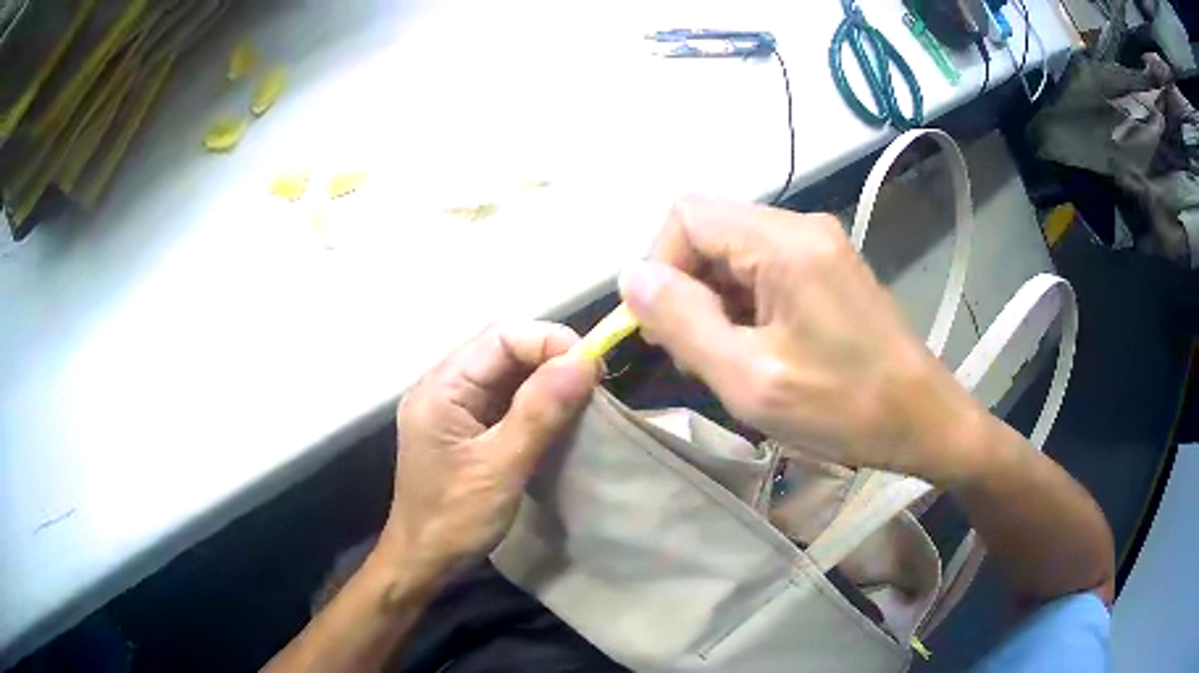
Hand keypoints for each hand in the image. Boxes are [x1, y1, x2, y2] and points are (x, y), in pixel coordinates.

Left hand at [379, 322, 598, 580]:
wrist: (424, 560)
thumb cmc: (455, 519)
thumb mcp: (500, 467)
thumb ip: (539, 411)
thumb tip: (584, 360)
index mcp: (441, 388)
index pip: (500, 337)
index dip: (548, 341)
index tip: (592, 367)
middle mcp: (443, 385)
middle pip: (502, 347)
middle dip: (550, 356)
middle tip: (593, 382)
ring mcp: (453, 405)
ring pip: (506, 370)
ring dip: (546, 377)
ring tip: (583, 395)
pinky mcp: (465, 425)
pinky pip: (504, 396)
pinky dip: (536, 399)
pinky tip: (559, 413)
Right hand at [619, 196, 985, 483]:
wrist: (924, 420)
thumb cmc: (845, 408)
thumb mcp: (751, 379)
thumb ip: (684, 323)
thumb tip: (632, 277)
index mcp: (784, 243)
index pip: (687, 217)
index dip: (660, 267)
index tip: (667, 331)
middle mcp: (800, 227)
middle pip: (710, 232)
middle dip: (687, 290)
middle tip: (698, 357)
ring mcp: (817, 246)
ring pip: (733, 253)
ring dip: (713, 303)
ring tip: (729, 362)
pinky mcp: (827, 269)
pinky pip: (762, 270)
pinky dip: (742, 306)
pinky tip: (755, 352)